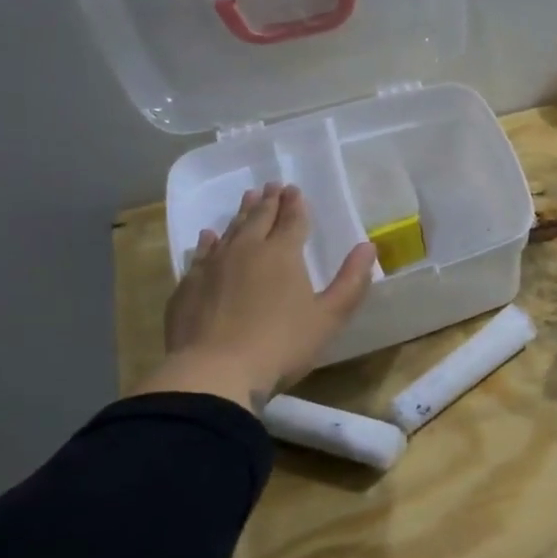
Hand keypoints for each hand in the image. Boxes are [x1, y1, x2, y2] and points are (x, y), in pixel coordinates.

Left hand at [133, 183, 375, 408]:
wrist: (214, 372)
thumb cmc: (281, 345)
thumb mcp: (329, 318)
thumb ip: (351, 282)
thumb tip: (368, 246)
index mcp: (282, 254)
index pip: (292, 220)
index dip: (296, 204)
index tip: (295, 189)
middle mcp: (246, 250)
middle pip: (259, 218)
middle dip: (269, 201)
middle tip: (272, 185)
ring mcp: (213, 266)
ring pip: (230, 230)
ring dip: (241, 213)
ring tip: (248, 198)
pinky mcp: (188, 285)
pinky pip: (200, 254)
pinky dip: (208, 241)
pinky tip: (209, 236)